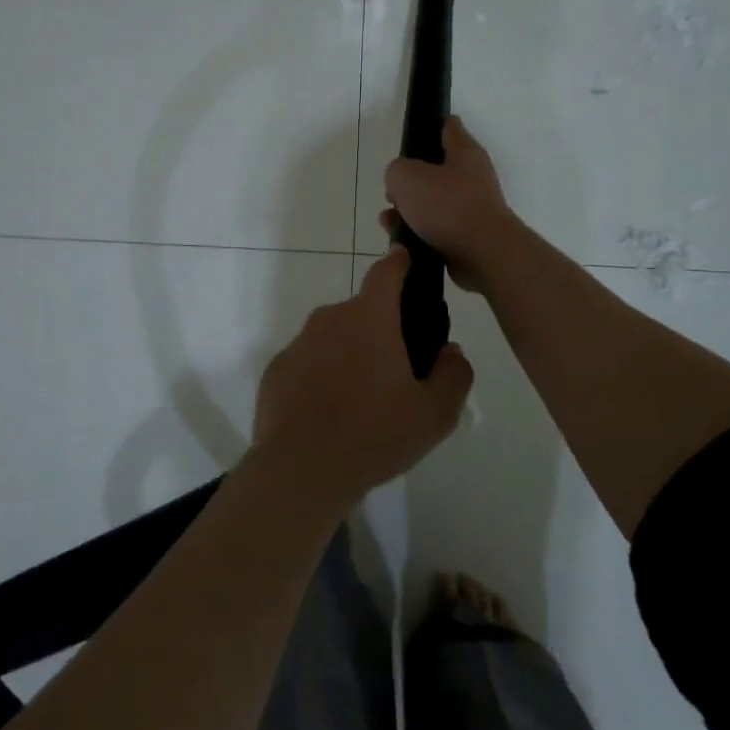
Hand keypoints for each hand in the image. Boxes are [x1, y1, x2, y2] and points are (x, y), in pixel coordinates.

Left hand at [252, 247, 472, 506]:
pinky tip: (330, 415)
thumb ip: (453, 375)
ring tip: (362, 402)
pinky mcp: (275, 371)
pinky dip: (321, 378)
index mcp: (369, 318)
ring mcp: (297, 344)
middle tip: (397, 371)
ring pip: (333, 339)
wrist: (301, 469)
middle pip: (361, 312)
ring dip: (349, 356)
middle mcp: (329, 319)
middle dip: (380, 330)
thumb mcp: (435, 413)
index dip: (400, 263)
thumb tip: (450, 353)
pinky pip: (307, 364)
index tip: (406, 260)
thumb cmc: (375, 435)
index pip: (386, 272)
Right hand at [380, 117, 517, 292]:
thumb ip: (396, 171)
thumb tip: (400, 182)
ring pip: (432, 202)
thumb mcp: (406, 177)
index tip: (411, 134)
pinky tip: (401, 240)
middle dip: (409, 180)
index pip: (449, 127)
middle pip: (435, 170)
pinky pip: (436, 229)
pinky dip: (417, 233)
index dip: (430, 126)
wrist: (483, 255)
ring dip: (408, 210)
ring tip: (388, 220)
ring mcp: (471, 208)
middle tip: (391, 190)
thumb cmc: (447, 207)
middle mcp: (472, 177)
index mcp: (465, 153)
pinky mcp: (468, 236)